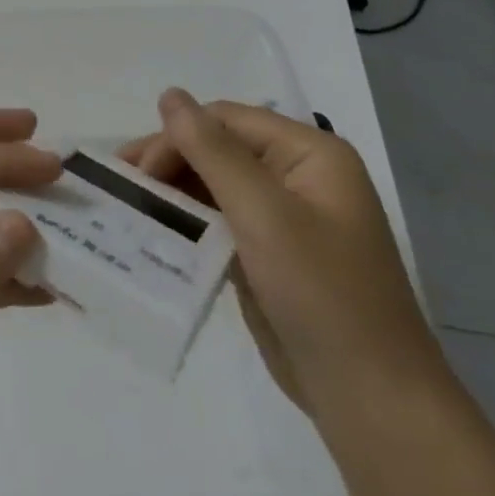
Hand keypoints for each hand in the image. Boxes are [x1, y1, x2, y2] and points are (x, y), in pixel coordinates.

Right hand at [121, 91, 447, 421]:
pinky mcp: (270, 252)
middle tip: (123, 185)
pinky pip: (220, 220)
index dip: (177, 137)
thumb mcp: (263, 214)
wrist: (372, 401)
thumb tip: (169, 94)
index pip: (226, 120)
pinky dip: (188, 222)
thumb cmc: (322, 295)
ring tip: (130, 205)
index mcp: (310, 154)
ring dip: (174, 191)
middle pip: (218, 148)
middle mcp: (298, 175)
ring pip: (214, 184)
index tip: (137, 173)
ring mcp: (285, 216)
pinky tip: (157, 230)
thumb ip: (211, 150)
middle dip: (169, 161)